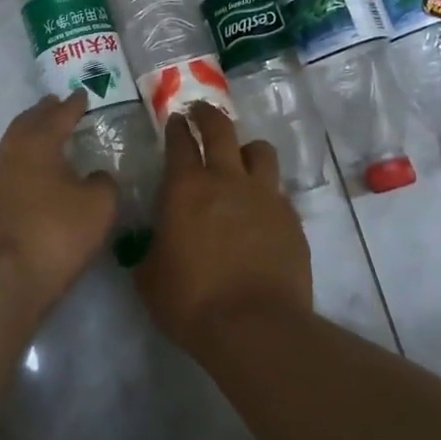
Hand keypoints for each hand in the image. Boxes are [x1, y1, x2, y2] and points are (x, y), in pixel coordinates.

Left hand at [0, 92, 117, 311]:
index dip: (73, 105)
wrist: (3, 278)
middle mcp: (12, 154)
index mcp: (38, 143)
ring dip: (31, 136)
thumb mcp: (98, 206)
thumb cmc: (55, 232)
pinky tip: (36, 175)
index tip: (81, 94)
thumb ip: (103, 183)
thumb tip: (96, 176)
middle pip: (28, 124)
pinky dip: (25, 163)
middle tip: (56, 105)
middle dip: (44, 113)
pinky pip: (10, 170)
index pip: (59, 115)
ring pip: (14, 146)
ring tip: (47, 137)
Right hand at [136, 103, 312, 355]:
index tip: (174, 120)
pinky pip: (277, 191)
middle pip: (221, 130)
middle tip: (200, 112)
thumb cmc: (191, 301)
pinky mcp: (291, 218)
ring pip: (259, 151)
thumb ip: (149, 250)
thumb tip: (153, 244)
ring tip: (240, 158)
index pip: (180, 142)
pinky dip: (266, 192)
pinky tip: (260, 210)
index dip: (176, 127)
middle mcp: (227, 180)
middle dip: (208, 115)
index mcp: (186, 188)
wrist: (254, 327)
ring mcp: (264, 196)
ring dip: (246, 149)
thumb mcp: (150, 278)